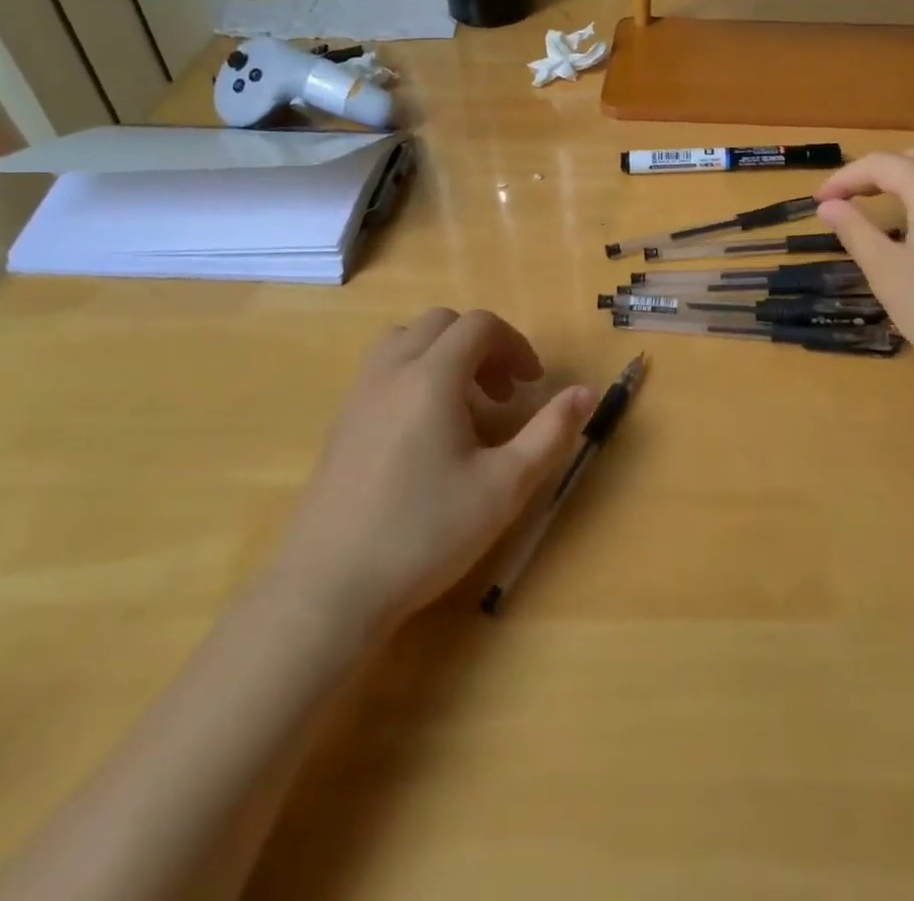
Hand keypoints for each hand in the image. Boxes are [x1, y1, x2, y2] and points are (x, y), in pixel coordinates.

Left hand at [270, 309, 591, 633]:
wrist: (328, 589)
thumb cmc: (425, 533)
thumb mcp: (505, 486)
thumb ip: (550, 432)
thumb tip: (585, 391)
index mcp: (432, 377)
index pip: (479, 326)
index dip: (515, 345)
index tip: (533, 385)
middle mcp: (391, 370)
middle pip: (442, 324)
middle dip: (482, 346)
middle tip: (503, 393)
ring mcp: (359, 394)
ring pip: (406, 340)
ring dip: (444, 354)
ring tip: (464, 402)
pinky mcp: (340, 422)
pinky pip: (383, 369)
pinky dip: (414, 373)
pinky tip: (425, 430)